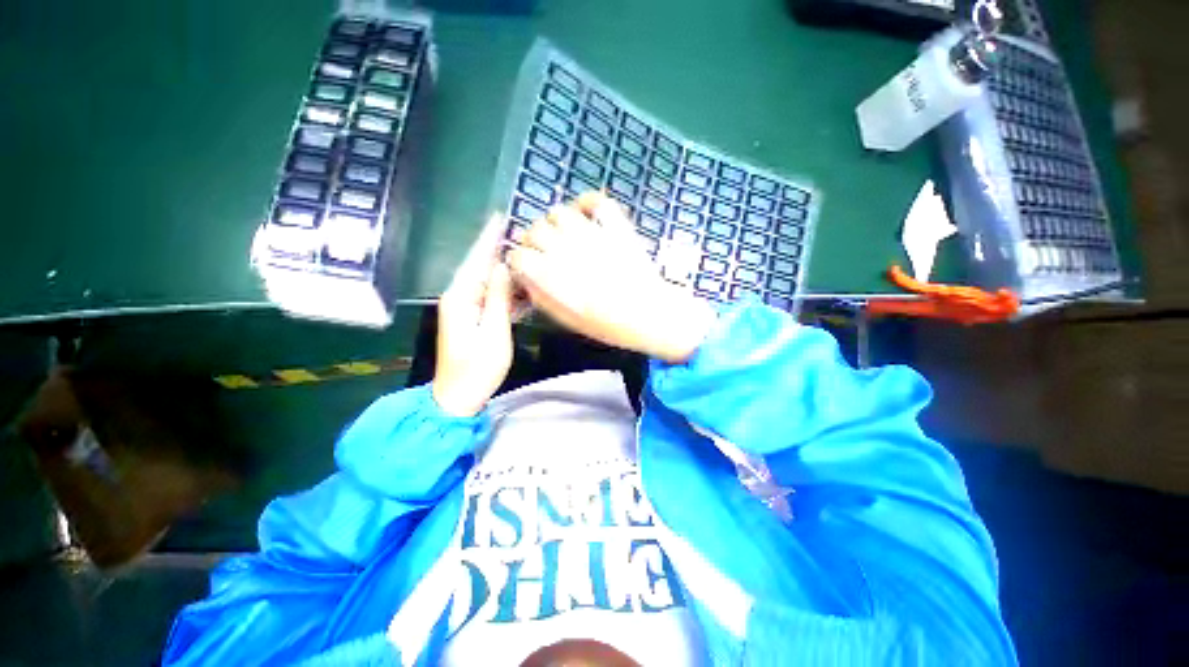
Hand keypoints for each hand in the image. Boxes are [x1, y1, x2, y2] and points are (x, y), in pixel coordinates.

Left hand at [432, 215, 515, 416]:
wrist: (460, 395)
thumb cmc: (478, 368)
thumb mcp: (494, 332)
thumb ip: (498, 298)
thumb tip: (503, 266)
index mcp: (461, 297)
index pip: (476, 260)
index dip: (488, 238)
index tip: (500, 217)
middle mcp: (459, 297)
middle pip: (480, 266)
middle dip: (497, 248)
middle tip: (519, 231)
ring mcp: (465, 307)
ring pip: (486, 280)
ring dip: (504, 268)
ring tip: (525, 253)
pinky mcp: (472, 317)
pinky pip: (489, 295)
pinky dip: (504, 288)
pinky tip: (519, 283)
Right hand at [506, 192, 715, 363]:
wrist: (647, 314)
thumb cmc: (605, 324)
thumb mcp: (565, 318)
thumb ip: (541, 296)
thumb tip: (526, 278)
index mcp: (550, 275)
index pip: (518, 255)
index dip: (519, 261)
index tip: (526, 267)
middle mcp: (564, 248)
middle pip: (534, 230)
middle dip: (534, 241)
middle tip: (545, 252)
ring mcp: (590, 233)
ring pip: (558, 212)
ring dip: (556, 223)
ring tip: (564, 235)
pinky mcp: (614, 225)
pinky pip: (595, 200)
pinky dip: (586, 203)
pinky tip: (585, 214)